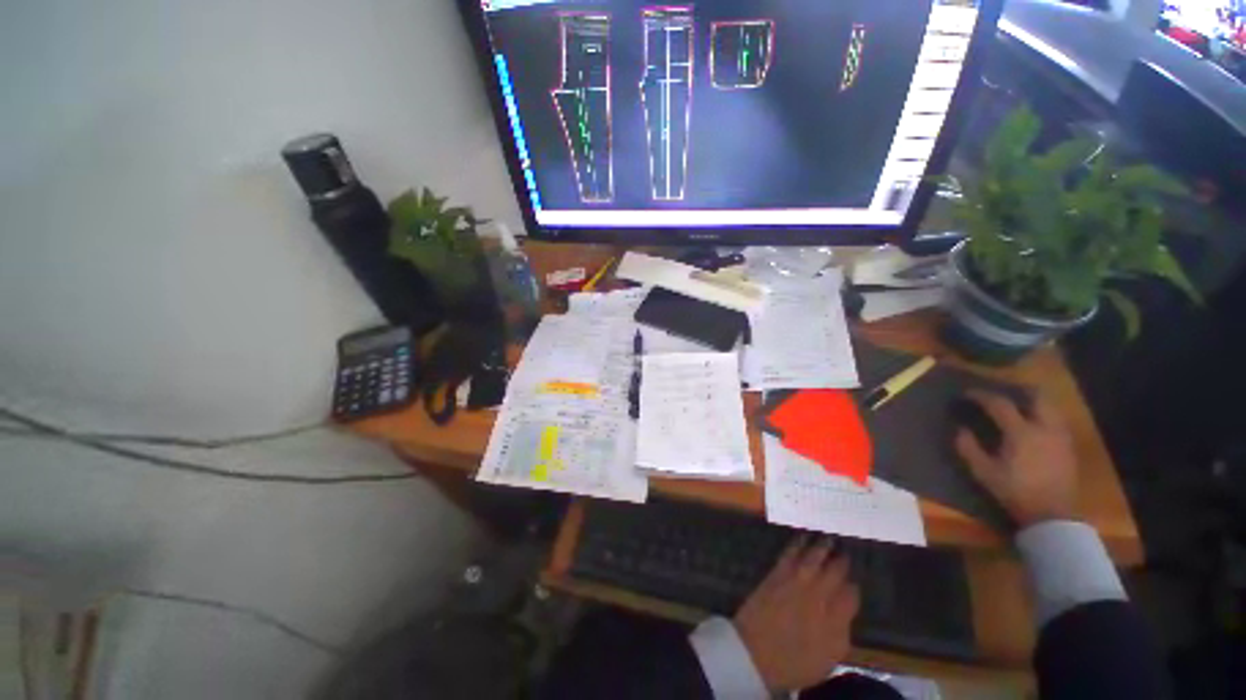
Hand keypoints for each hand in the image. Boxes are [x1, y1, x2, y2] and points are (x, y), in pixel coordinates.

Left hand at [733, 537, 858, 692]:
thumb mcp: (829, 658)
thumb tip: (847, 609)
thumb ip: (842, 631)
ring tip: (828, 537)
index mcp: (834, 618)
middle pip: (833, 571)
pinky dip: (797, 544)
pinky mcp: (776, 574)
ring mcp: (795, 581)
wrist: (754, 652)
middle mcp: (817, 594)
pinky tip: (801, 538)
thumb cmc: (794, 662)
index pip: (851, 595)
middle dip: (841, 561)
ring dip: (821, 547)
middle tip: (846, 550)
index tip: (855, 581)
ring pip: (812, 558)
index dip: (854, 587)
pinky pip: (790, 554)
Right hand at [955, 390, 1077, 527]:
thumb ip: (969, 448)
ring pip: (1050, 408)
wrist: (1053, 515)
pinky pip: (1056, 421)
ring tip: (1018, 407)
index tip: (968, 394)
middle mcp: (1044, 428)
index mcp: (1021, 432)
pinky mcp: (1068, 447)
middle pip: (1035, 397)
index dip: (981, 396)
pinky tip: (1034, 425)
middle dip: (1017, 391)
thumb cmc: (1015, 491)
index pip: (1000, 404)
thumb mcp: (984, 472)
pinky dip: (1043, 416)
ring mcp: (1060, 436)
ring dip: (1033, 403)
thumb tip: (961, 429)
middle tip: (1000, 394)